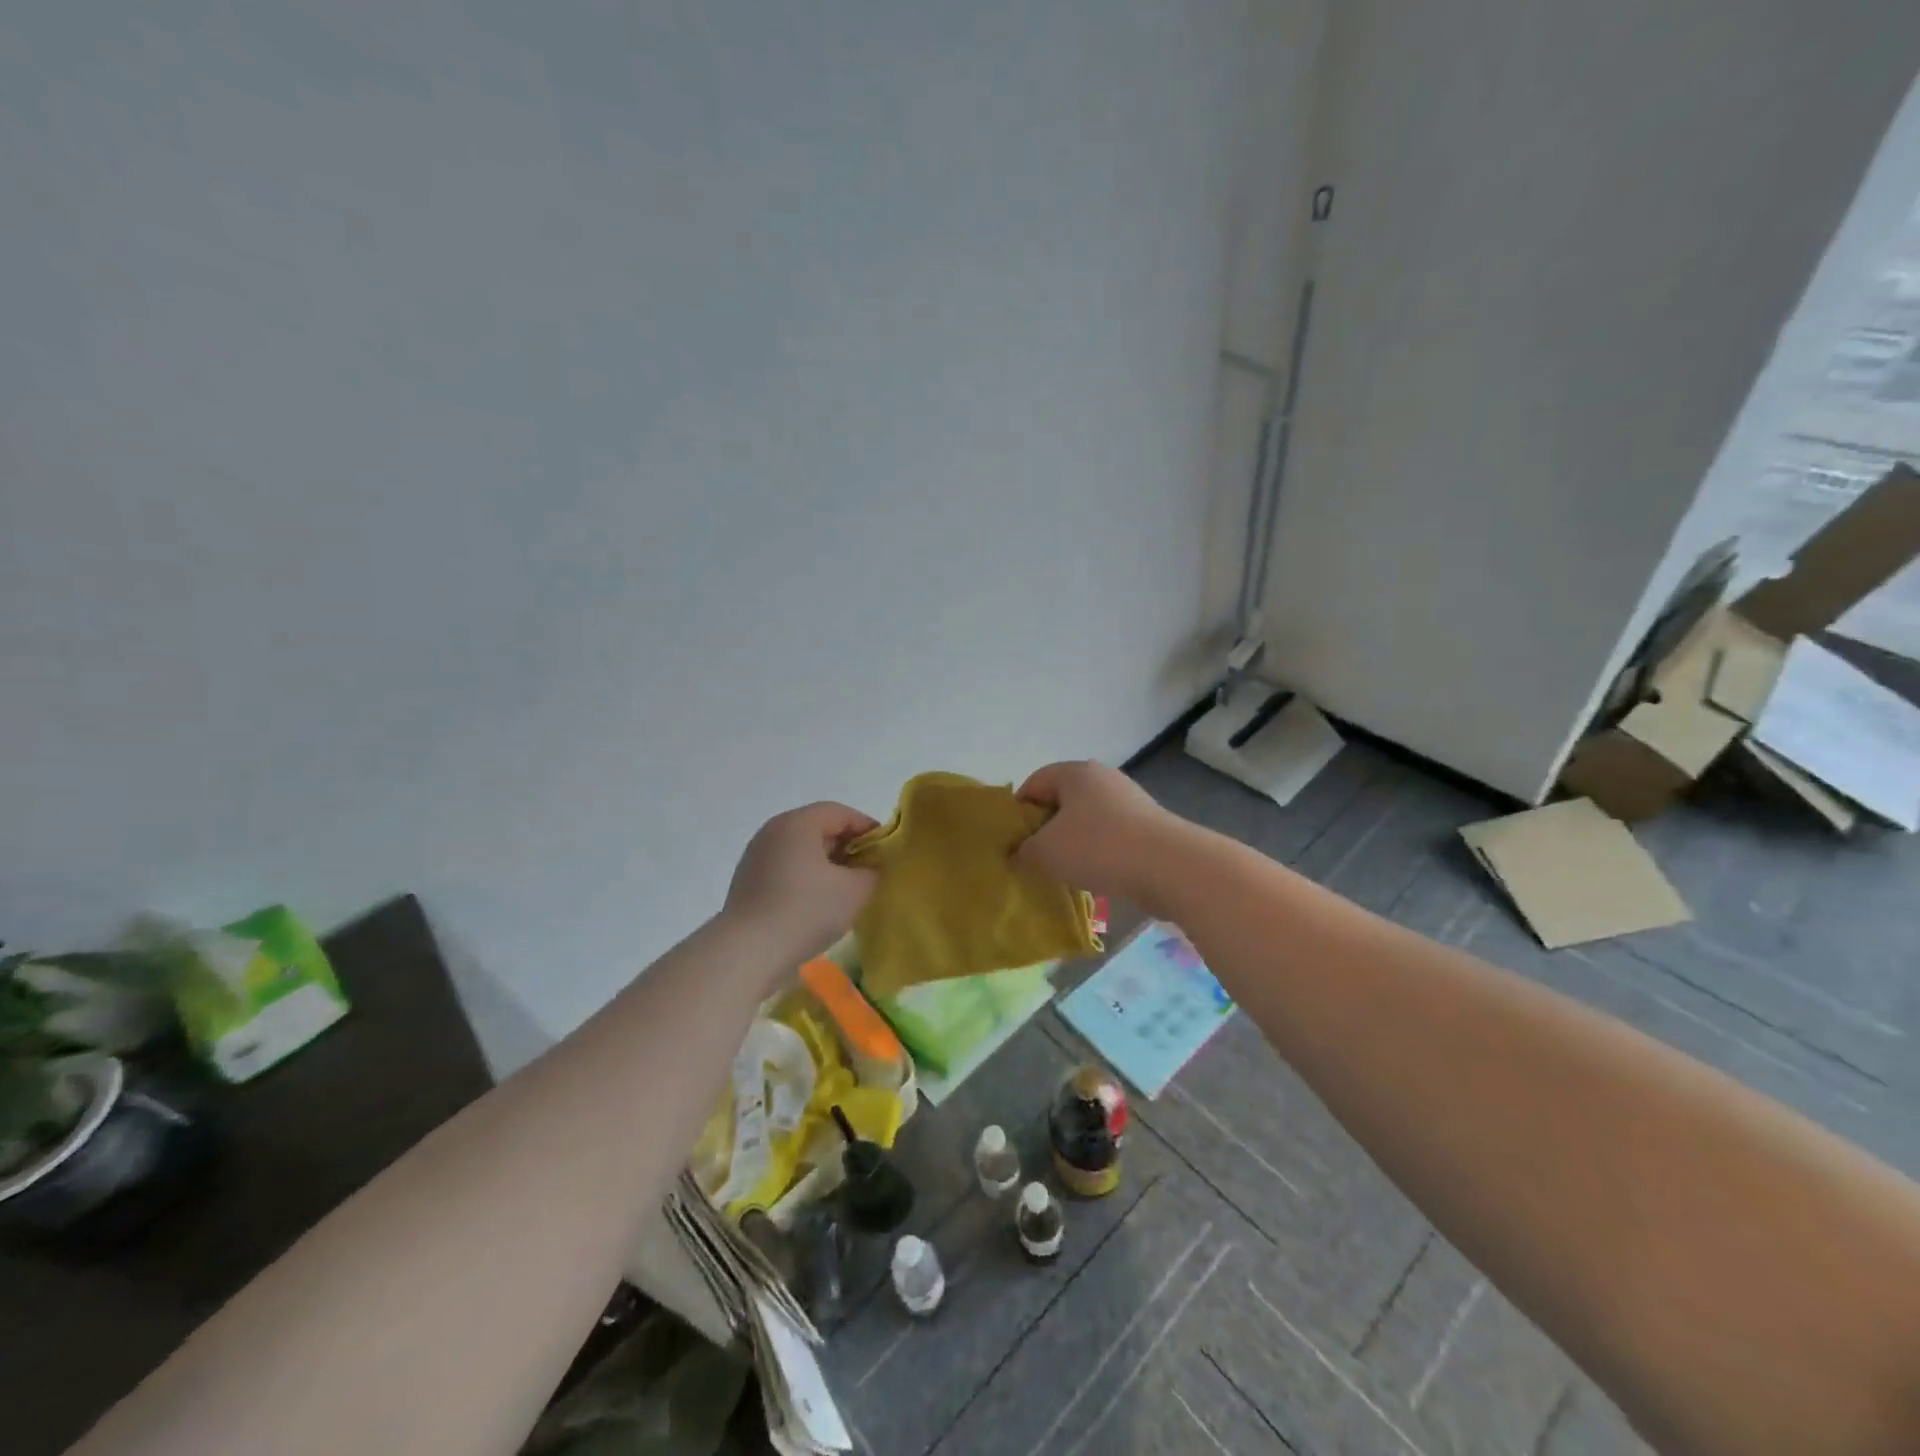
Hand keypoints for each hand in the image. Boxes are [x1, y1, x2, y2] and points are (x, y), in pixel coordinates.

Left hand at [724, 803, 879, 962]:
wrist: (747, 952)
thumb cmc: (806, 911)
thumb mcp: (854, 890)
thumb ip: (872, 871)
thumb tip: (869, 868)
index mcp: (798, 823)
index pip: (840, 813)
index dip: (867, 828)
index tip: (886, 851)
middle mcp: (773, 831)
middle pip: (819, 828)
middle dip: (848, 847)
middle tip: (869, 871)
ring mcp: (756, 856)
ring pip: (802, 850)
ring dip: (827, 865)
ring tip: (846, 890)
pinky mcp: (747, 881)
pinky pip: (786, 869)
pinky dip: (806, 878)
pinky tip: (818, 904)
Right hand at [1013, 761, 1178, 906]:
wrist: (1169, 865)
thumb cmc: (1098, 847)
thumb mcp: (1045, 851)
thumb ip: (1023, 851)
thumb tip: (1018, 854)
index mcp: (1075, 772)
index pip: (1035, 783)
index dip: (1019, 811)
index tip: (1014, 842)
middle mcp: (1103, 778)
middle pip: (1062, 801)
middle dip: (1046, 829)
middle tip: (1036, 858)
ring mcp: (1130, 800)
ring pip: (1088, 820)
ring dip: (1074, 843)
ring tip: (1066, 872)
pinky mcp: (1148, 825)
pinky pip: (1112, 836)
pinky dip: (1100, 852)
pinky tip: (1097, 876)